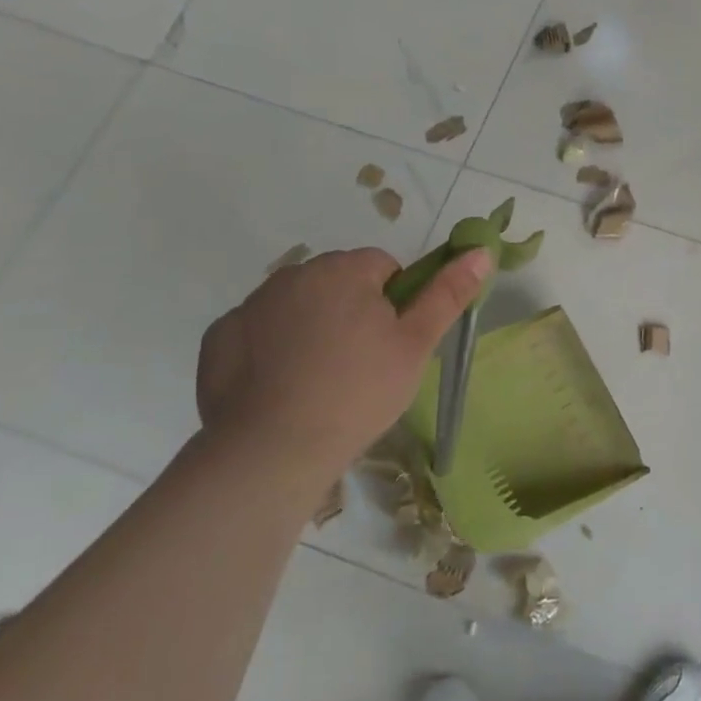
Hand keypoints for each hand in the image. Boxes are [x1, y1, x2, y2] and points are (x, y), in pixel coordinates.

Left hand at [196, 246, 491, 481]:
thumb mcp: (416, 344)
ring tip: (320, 379)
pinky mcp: (219, 337)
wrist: (273, 450)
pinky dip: (270, 347)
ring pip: (298, 304)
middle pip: (339, 282)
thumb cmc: (358, 392)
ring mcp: (250, 305)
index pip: (383, 266)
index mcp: (344, 269)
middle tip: (361, 363)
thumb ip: (448, 293)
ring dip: (312, 325)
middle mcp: (294, 274)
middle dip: (352, 310)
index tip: (391, 343)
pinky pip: (258, 330)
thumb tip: (481, 250)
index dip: (395, 303)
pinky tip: (280, 385)